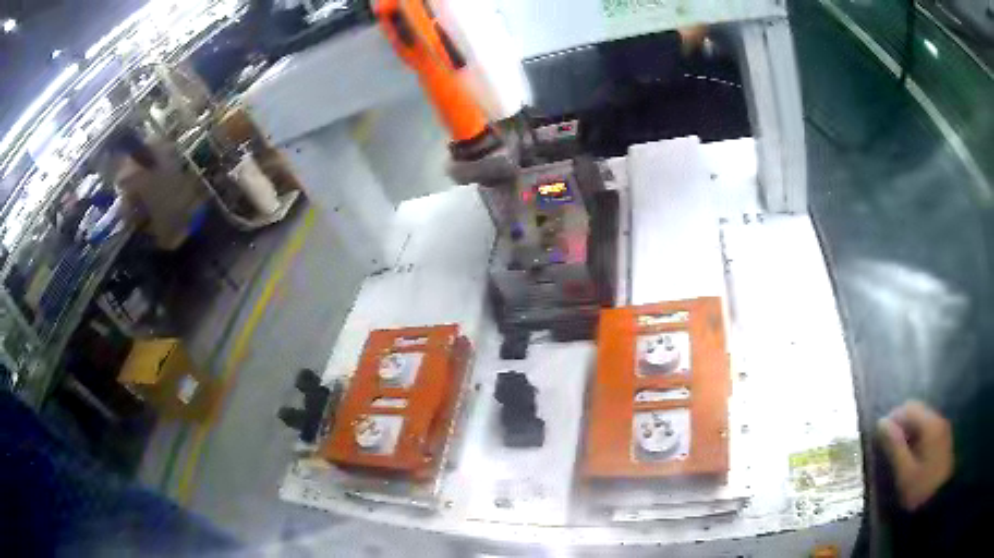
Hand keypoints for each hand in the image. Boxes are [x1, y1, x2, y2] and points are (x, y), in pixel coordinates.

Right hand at [876, 401, 953, 510]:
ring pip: (922, 422)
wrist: (938, 502)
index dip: (893, 418)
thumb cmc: (921, 488)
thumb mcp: (905, 472)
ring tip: (897, 455)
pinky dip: (916, 439)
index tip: (880, 438)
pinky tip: (911, 457)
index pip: (909, 408)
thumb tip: (881, 423)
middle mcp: (938, 420)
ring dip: (908, 433)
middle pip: (917, 412)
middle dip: (901, 426)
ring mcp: (942, 430)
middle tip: (887, 449)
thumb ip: (894, 446)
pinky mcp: (943, 440)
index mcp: (930, 424)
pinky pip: (927, 431)